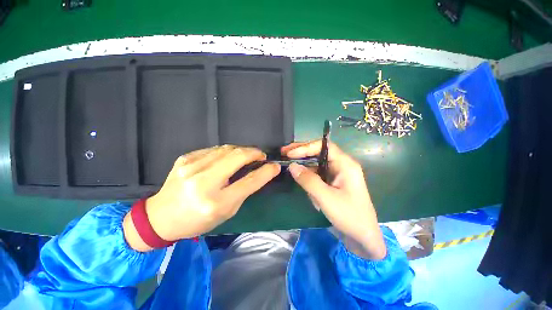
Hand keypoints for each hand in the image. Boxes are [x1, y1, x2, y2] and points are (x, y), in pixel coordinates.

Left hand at [124, 145, 279, 250]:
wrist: (161, 217)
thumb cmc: (198, 220)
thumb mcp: (226, 212)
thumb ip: (244, 191)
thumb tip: (259, 172)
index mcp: (216, 202)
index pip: (249, 181)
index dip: (266, 171)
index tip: (275, 165)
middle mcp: (203, 182)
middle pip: (237, 157)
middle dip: (254, 152)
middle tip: (261, 155)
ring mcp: (191, 167)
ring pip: (226, 149)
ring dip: (241, 150)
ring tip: (247, 155)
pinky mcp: (185, 158)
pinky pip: (214, 149)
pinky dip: (226, 152)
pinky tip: (227, 158)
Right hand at [281, 141, 385, 259]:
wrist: (363, 238)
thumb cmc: (349, 216)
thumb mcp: (326, 198)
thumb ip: (308, 180)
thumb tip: (292, 166)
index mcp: (345, 164)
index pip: (324, 146)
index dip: (305, 147)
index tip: (290, 154)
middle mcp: (341, 165)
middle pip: (318, 153)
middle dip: (301, 153)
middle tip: (284, 153)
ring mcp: (336, 174)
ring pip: (316, 164)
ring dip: (304, 166)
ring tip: (289, 167)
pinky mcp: (332, 183)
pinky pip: (317, 175)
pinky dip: (308, 179)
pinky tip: (302, 184)